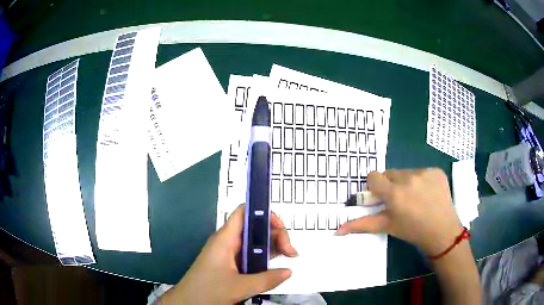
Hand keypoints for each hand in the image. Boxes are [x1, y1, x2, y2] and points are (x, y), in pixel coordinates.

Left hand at [160, 205, 297, 304]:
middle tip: (290, 252)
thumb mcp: (239, 287)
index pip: (245, 212)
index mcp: (226, 239)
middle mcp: (228, 242)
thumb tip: (289, 271)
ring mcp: (229, 254)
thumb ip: (266, 279)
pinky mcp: (230, 265)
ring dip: (272, 247)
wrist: (188, 302)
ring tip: (289, 257)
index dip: (263, 212)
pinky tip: (274, 266)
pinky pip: (251, 256)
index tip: (281, 228)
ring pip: (255, 242)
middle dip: (275, 234)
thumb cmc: (207, 290)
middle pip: (255, 227)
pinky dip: (265, 258)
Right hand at [336, 168, 462, 255]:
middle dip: (391, 185)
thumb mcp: (387, 227)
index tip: (382, 198)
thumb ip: (361, 225)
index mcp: (394, 194)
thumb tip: (337, 230)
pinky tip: (428, 194)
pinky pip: (422, 171)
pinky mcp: (436, 170)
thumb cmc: (412, 231)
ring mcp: (424, 172)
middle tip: (400, 201)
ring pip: (407, 172)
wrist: (442, 231)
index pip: (374, 177)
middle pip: (390, 173)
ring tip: (416, 198)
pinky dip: (422, 180)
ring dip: (407, 182)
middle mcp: (408, 178)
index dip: (375, 187)